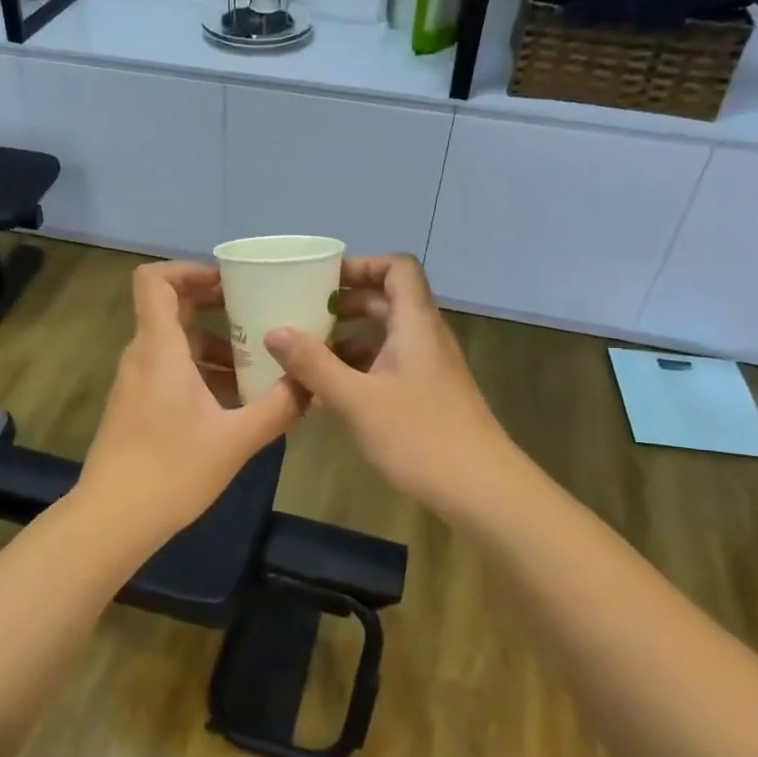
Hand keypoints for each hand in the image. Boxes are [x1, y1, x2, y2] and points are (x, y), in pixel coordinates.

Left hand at [77, 261, 304, 542]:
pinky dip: (200, 370)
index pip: (155, 280)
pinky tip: (234, 399)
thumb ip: (279, 407)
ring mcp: (135, 382)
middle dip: (213, 303)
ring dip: (213, 343)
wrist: (112, 519)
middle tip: (256, 311)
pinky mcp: (136, 406)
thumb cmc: (171, 471)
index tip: (230, 283)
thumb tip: (313, 382)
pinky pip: (168, 369)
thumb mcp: (236, 440)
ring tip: (256, 362)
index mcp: (160, 349)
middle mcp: (142, 356)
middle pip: (170, 307)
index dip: (190, 270)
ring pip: (174, 343)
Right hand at [265, 254, 516, 517]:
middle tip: (303, 315)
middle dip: (344, 303)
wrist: (482, 491)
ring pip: (385, 337)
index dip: (361, 265)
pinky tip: (329, 394)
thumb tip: (274, 331)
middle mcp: (425, 338)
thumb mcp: (357, 400)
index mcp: (415, 324)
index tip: (322, 281)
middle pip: (387, 300)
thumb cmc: (420, 437)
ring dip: (347, 340)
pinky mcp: (426, 396)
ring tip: (306, 356)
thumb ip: (314, 364)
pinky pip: (388, 366)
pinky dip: (358, 369)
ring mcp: (428, 369)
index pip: (397, 268)